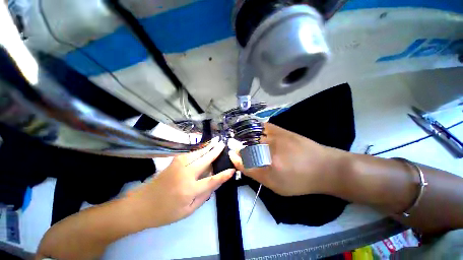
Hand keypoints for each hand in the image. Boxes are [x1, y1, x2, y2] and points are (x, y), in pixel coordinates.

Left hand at [128, 140, 234, 227]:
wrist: (141, 205)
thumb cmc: (165, 212)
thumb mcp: (187, 211)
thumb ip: (203, 196)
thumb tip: (214, 184)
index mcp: (189, 189)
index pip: (212, 180)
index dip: (223, 175)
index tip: (232, 169)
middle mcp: (186, 174)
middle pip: (205, 160)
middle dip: (215, 151)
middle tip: (222, 144)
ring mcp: (178, 166)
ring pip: (197, 153)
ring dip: (207, 147)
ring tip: (215, 142)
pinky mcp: (174, 162)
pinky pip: (189, 153)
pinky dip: (198, 149)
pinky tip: (202, 147)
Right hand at [229, 123, 343, 195]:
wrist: (325, 167)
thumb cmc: (300, 181)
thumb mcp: (276, 185)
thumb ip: (256, 174)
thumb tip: (241, 163)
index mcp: (269, 167)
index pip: (244, 160)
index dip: (235, 157)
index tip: (231, 154)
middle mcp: (270, 150)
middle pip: (246, 146)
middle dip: (237, 145)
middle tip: (232, 145)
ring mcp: (275, 137)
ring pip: (252, 135)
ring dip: (243, 136)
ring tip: (240, 138)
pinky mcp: (281, 130)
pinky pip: (263, 126)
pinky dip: (254, 127)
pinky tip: (251, 129)